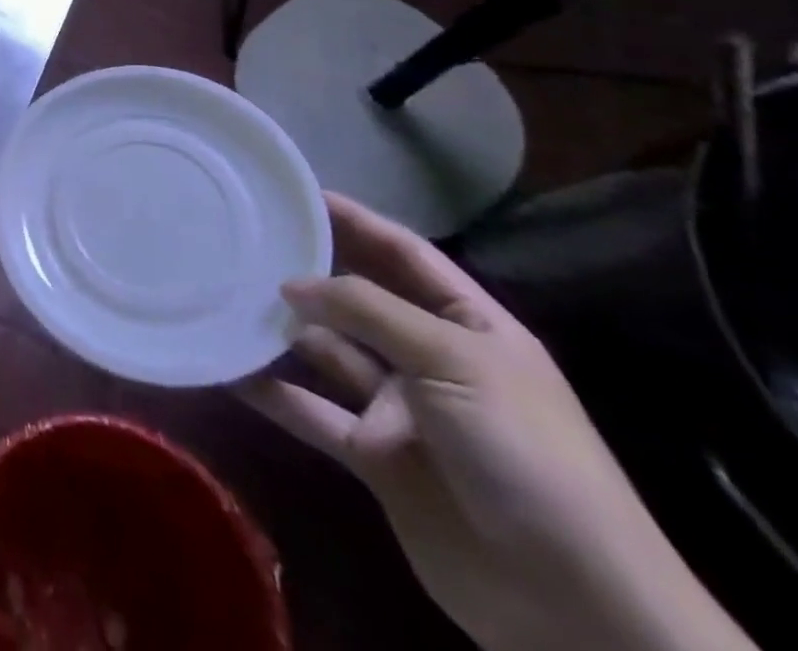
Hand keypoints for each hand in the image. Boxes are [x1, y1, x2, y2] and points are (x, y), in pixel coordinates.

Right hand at [239, 192, 747, 650]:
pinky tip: (226, 366)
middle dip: (308, 271)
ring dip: (281, 328)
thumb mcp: (453, 362)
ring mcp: (400, 410)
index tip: (299, 192)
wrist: (574, 605)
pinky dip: (269, 390)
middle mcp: (430, 359)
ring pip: (326, 352)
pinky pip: (310, 410)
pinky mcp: (373, 455)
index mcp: (470, 328)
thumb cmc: (526, 454)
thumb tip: (292, 282)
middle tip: (245, 238)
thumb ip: (368, 311)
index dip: (357, 221)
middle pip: (358, 300)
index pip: (406, 255)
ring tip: (223, 293)